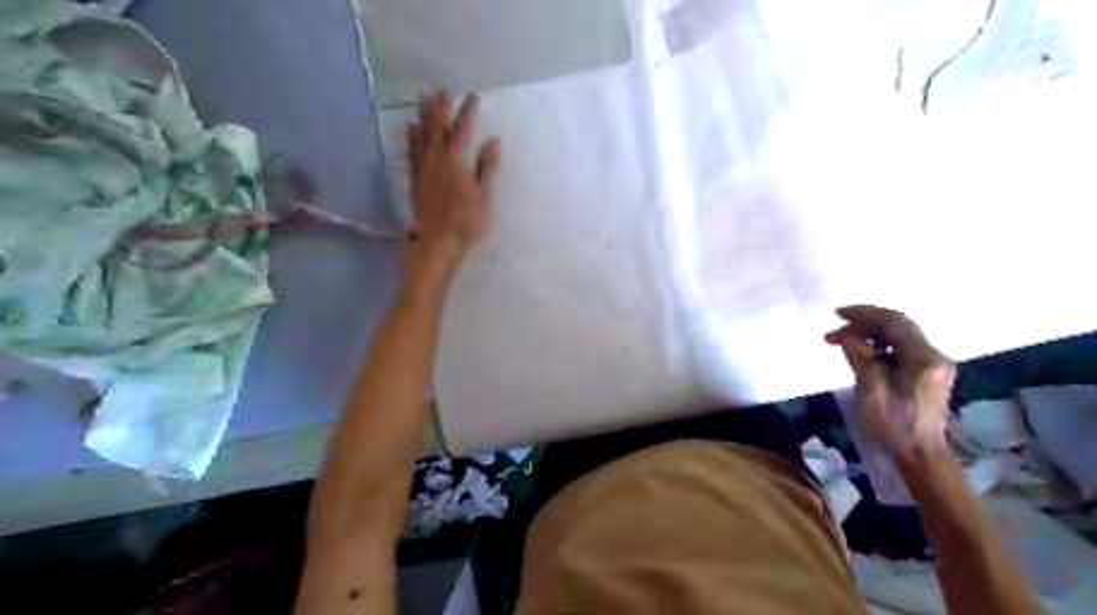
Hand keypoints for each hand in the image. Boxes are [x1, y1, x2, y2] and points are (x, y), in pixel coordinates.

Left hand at [407, 89, 500, 272]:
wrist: (437, 244)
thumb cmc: (466, 223)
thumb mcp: (485, 196)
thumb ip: (487, 167)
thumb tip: (493, 140)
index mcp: (456, 162)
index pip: (462, 130)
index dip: (468, 112)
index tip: (474, 96)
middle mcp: (437, 160)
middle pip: (437, 128)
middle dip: (441, 107)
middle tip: (442, 89)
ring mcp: (423, 170)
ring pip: (422, 136)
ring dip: (424, 116)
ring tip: (423, 98)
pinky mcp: (416, 181)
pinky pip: (412, 153)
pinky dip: (411, 138)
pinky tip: (410, 129)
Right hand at [829, 305, 957, 462]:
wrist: (919, 454)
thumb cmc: (894, 424)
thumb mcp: (871, 389)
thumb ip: (860, 357)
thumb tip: (847, 335)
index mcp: (924, 358)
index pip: (894, 322)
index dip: (865, 314)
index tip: (838, 314)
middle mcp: (934, 355)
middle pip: (897, 327)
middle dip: (864, 324)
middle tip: (834, 331)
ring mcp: (932, 364)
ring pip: (898, 337)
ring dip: (869, 335)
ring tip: (841, 342)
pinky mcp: (927, 373)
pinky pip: (901, 349)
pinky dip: (879, 346)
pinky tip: (861, 353)